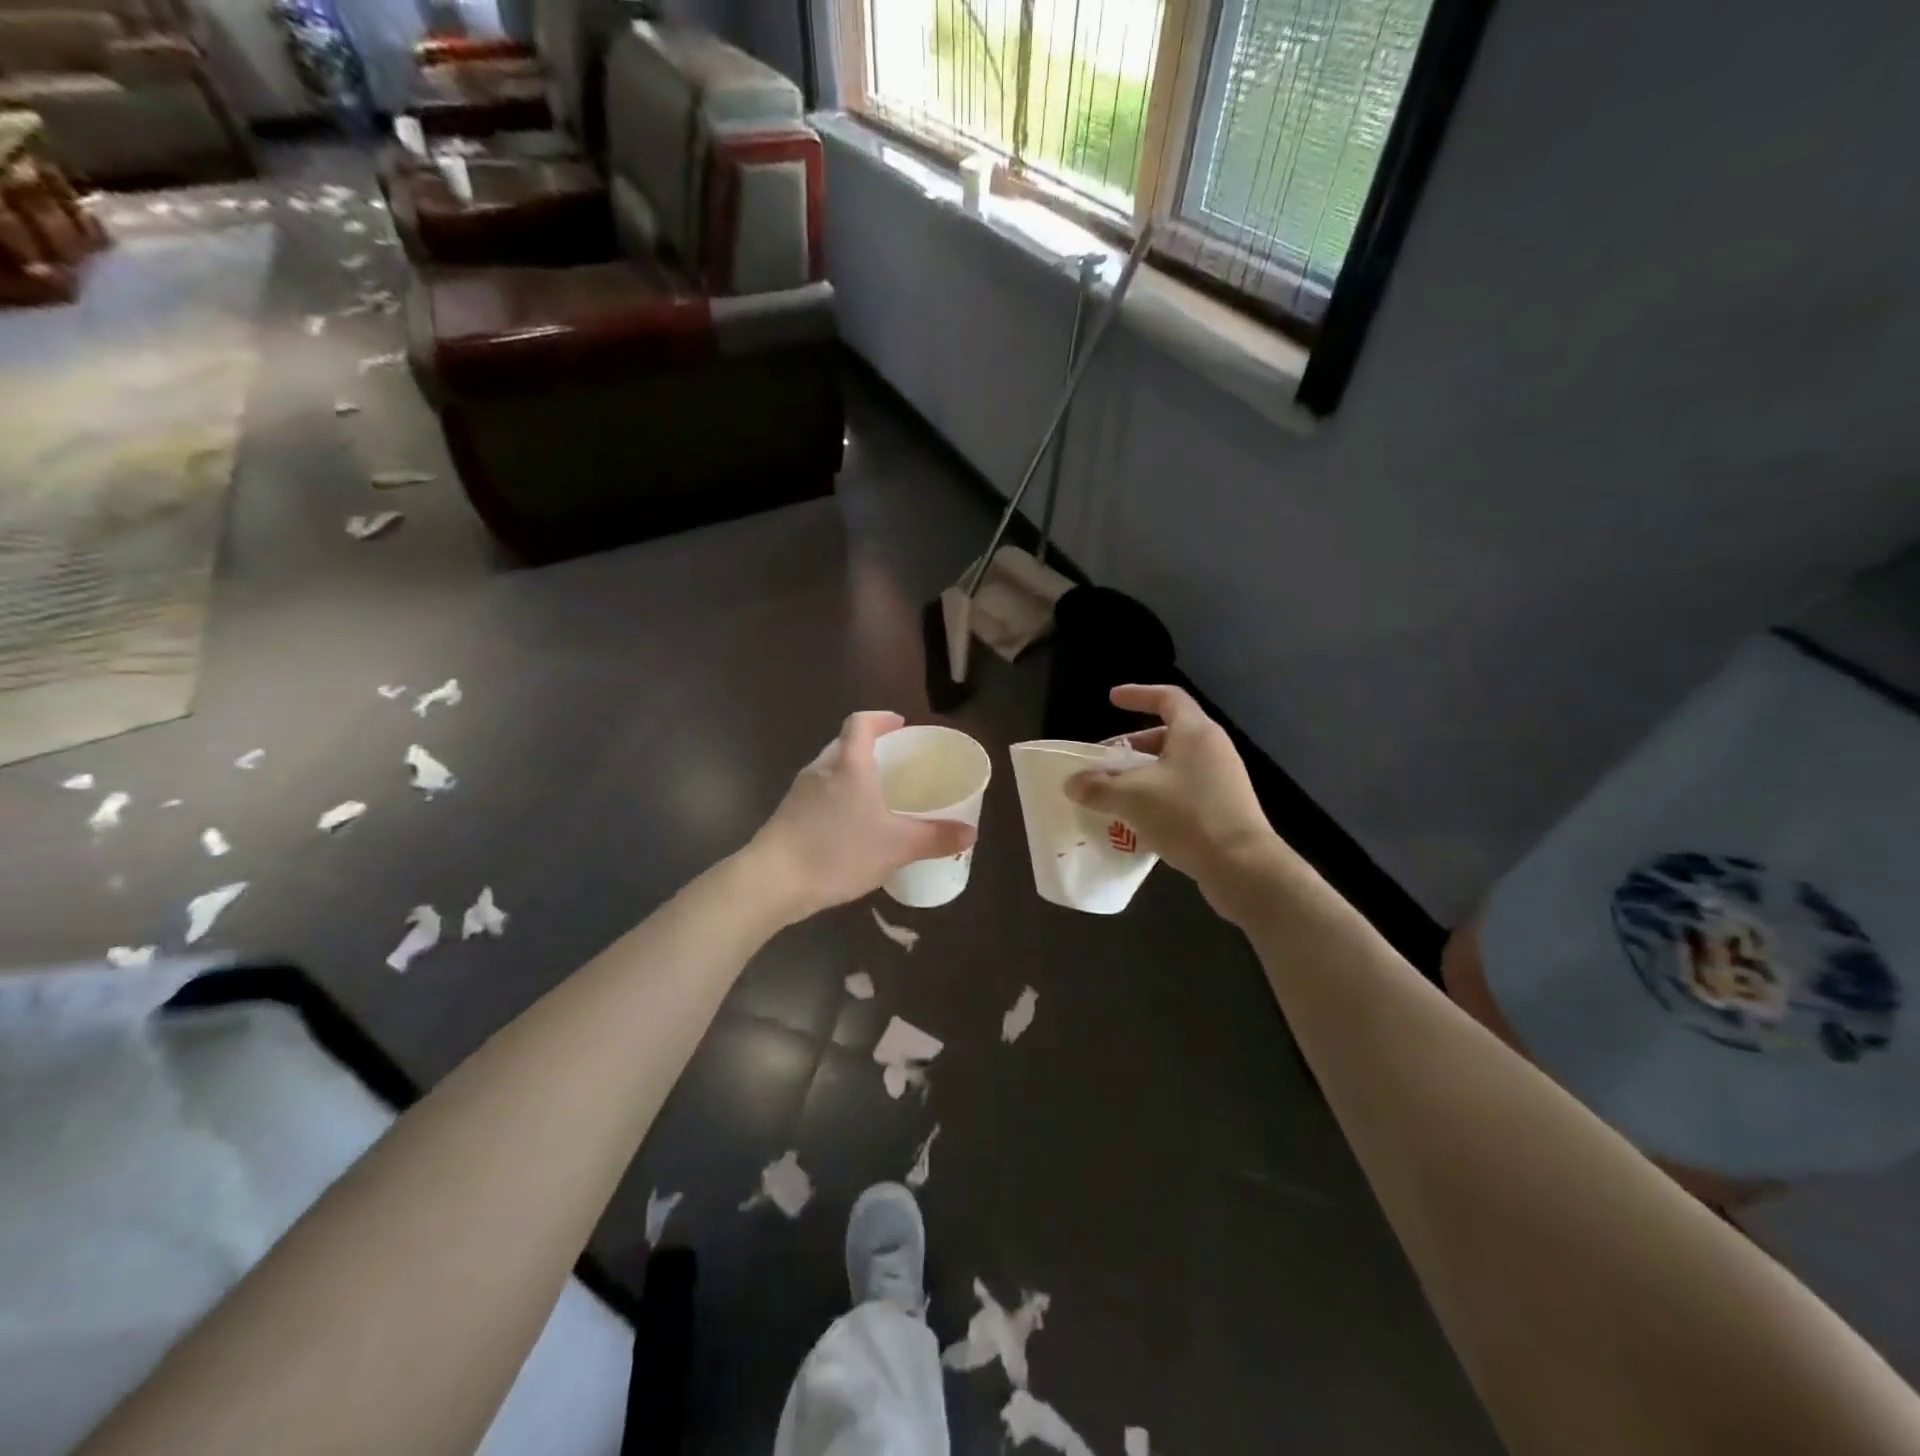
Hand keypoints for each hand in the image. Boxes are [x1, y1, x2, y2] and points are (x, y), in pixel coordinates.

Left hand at [748, 711, 975, 922]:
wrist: (772, 881)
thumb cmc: (838, 851)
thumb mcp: (896, 846)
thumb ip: (935, 838)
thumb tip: (971, 833)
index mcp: (849, 764)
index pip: (861, 723)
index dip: (880, 719)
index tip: (899, 725)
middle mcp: (822, 769)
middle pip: (845, 745)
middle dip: (869, 748)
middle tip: (895, 764)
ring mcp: (800, 792)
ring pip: (830, 771)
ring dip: (852, 775)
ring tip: (876, 796)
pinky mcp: (788, 815)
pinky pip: (819, 794)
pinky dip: (837, 799)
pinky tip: (850, 827)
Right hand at [1064, 685, 1282, 914]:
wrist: (1241, 866)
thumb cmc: (1187, 815)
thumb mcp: (1132, 797)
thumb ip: (1098, 787)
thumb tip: (1072, 783)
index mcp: (1195, 732)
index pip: (1167, 697)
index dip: (1138, 694)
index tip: (1112, 699)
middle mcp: (1212, 748)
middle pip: (1167, 734)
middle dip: (1131, 746)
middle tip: (1104, 763)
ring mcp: (1221, 778)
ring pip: (1174, 765)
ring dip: (1142, 775)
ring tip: (1115, 794)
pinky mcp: (1224, 806)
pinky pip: (1184, 790)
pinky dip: (1158, 795)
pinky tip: (1138, 820)